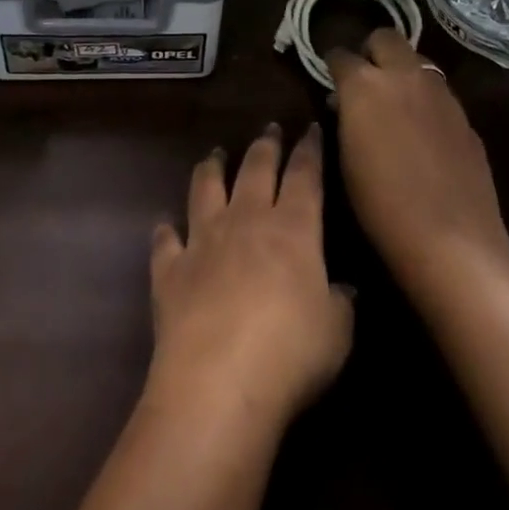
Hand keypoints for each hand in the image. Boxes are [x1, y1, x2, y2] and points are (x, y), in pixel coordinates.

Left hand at [146, 124, 353, 432]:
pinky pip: (166, 240)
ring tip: (215, 154)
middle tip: (269, 128)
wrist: (217, 381)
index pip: (304, 175)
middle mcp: (245, 220)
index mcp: (292, 228)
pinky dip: (166, 230)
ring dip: (211, 168)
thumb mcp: (336, 332)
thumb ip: (340, 302)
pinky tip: (165, 225)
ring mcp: (203, 239)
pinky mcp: (170, 268)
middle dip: (265, 145)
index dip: (309, 150)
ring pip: (206, 188)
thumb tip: (343, 287)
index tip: (311, 129)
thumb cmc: (290, 354)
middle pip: (255, 168)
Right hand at [326, 29, 508, 305]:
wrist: (452, 241)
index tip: (330, 83)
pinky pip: (439, 93)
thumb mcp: (345, 157)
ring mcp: (441, 94)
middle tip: (365, 81)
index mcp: (365, 85)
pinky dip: (425, 100)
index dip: (332, 67)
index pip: (340, 55)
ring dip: (402, 72)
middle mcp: (404, 76)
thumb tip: (346, 102)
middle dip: (371, 51)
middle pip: (385, 37)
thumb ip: (346, 116)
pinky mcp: (465, 117)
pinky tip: (424, 134)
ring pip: (417, 60)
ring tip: (396, 105)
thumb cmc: (381, 205)